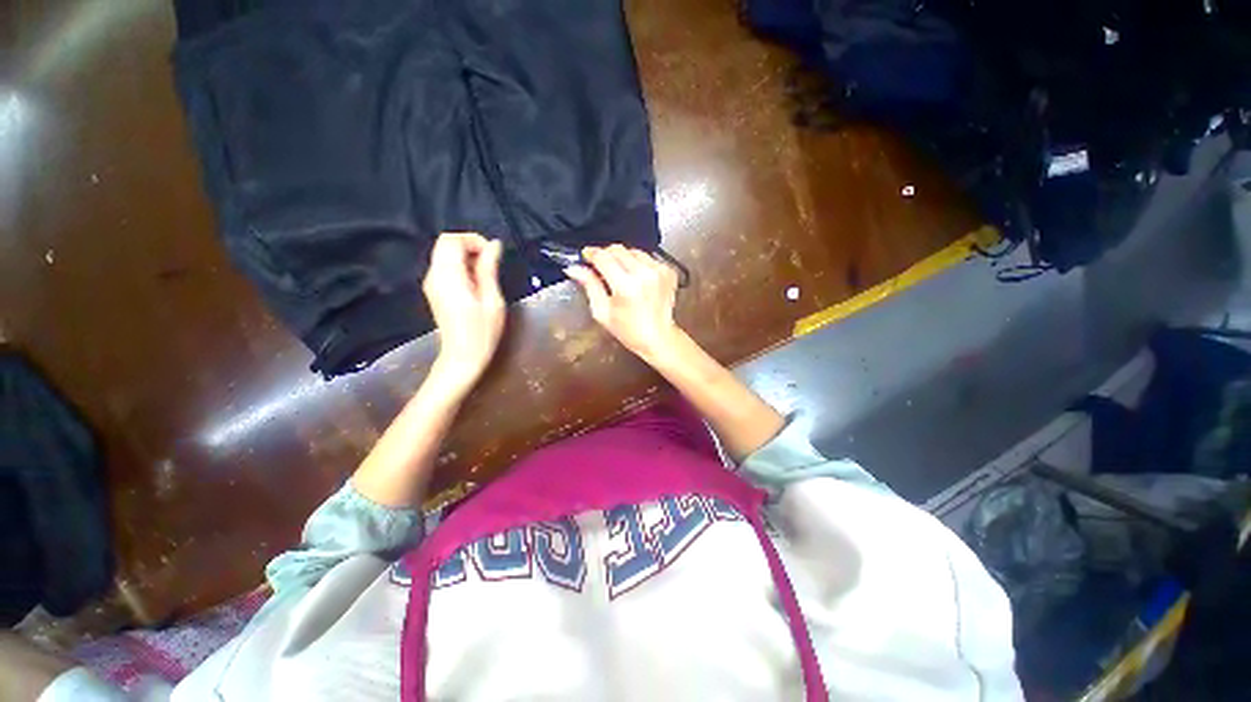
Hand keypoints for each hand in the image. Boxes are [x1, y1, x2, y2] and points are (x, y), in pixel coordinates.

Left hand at [422, 233, 505, 391]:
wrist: (462, 357)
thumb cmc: (482, 332)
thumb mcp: (492, 300)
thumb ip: (489, 270)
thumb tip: (494, 245)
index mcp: (449, 277)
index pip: (452, 240)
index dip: (474, 240)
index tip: (493, 255)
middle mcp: (434, 275)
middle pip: (446, 243)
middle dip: (470, 246)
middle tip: (491, 264)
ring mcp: (431, 283)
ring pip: (445, 253)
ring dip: (466, 256)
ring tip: (486, 276)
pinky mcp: (434, 290)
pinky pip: (445, 266)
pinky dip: (461, 266)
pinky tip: (476, 284)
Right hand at [565, 245, 684, 362]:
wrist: (658, 338)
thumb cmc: (629, 330)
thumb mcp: (602, 312)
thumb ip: (590, 286)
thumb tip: (574, 268)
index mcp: (626, 286)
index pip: (603, 257)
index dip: (591, 254)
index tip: (586, 255)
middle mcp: (644, 274)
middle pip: (618, 249)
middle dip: (606, 255)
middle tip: (601, 268)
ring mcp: (659, 271)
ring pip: (633, 251)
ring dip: (623, 259)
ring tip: (620, 275)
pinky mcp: (668, 271)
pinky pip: (648, 257)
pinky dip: (638, 263)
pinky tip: (636, 279)